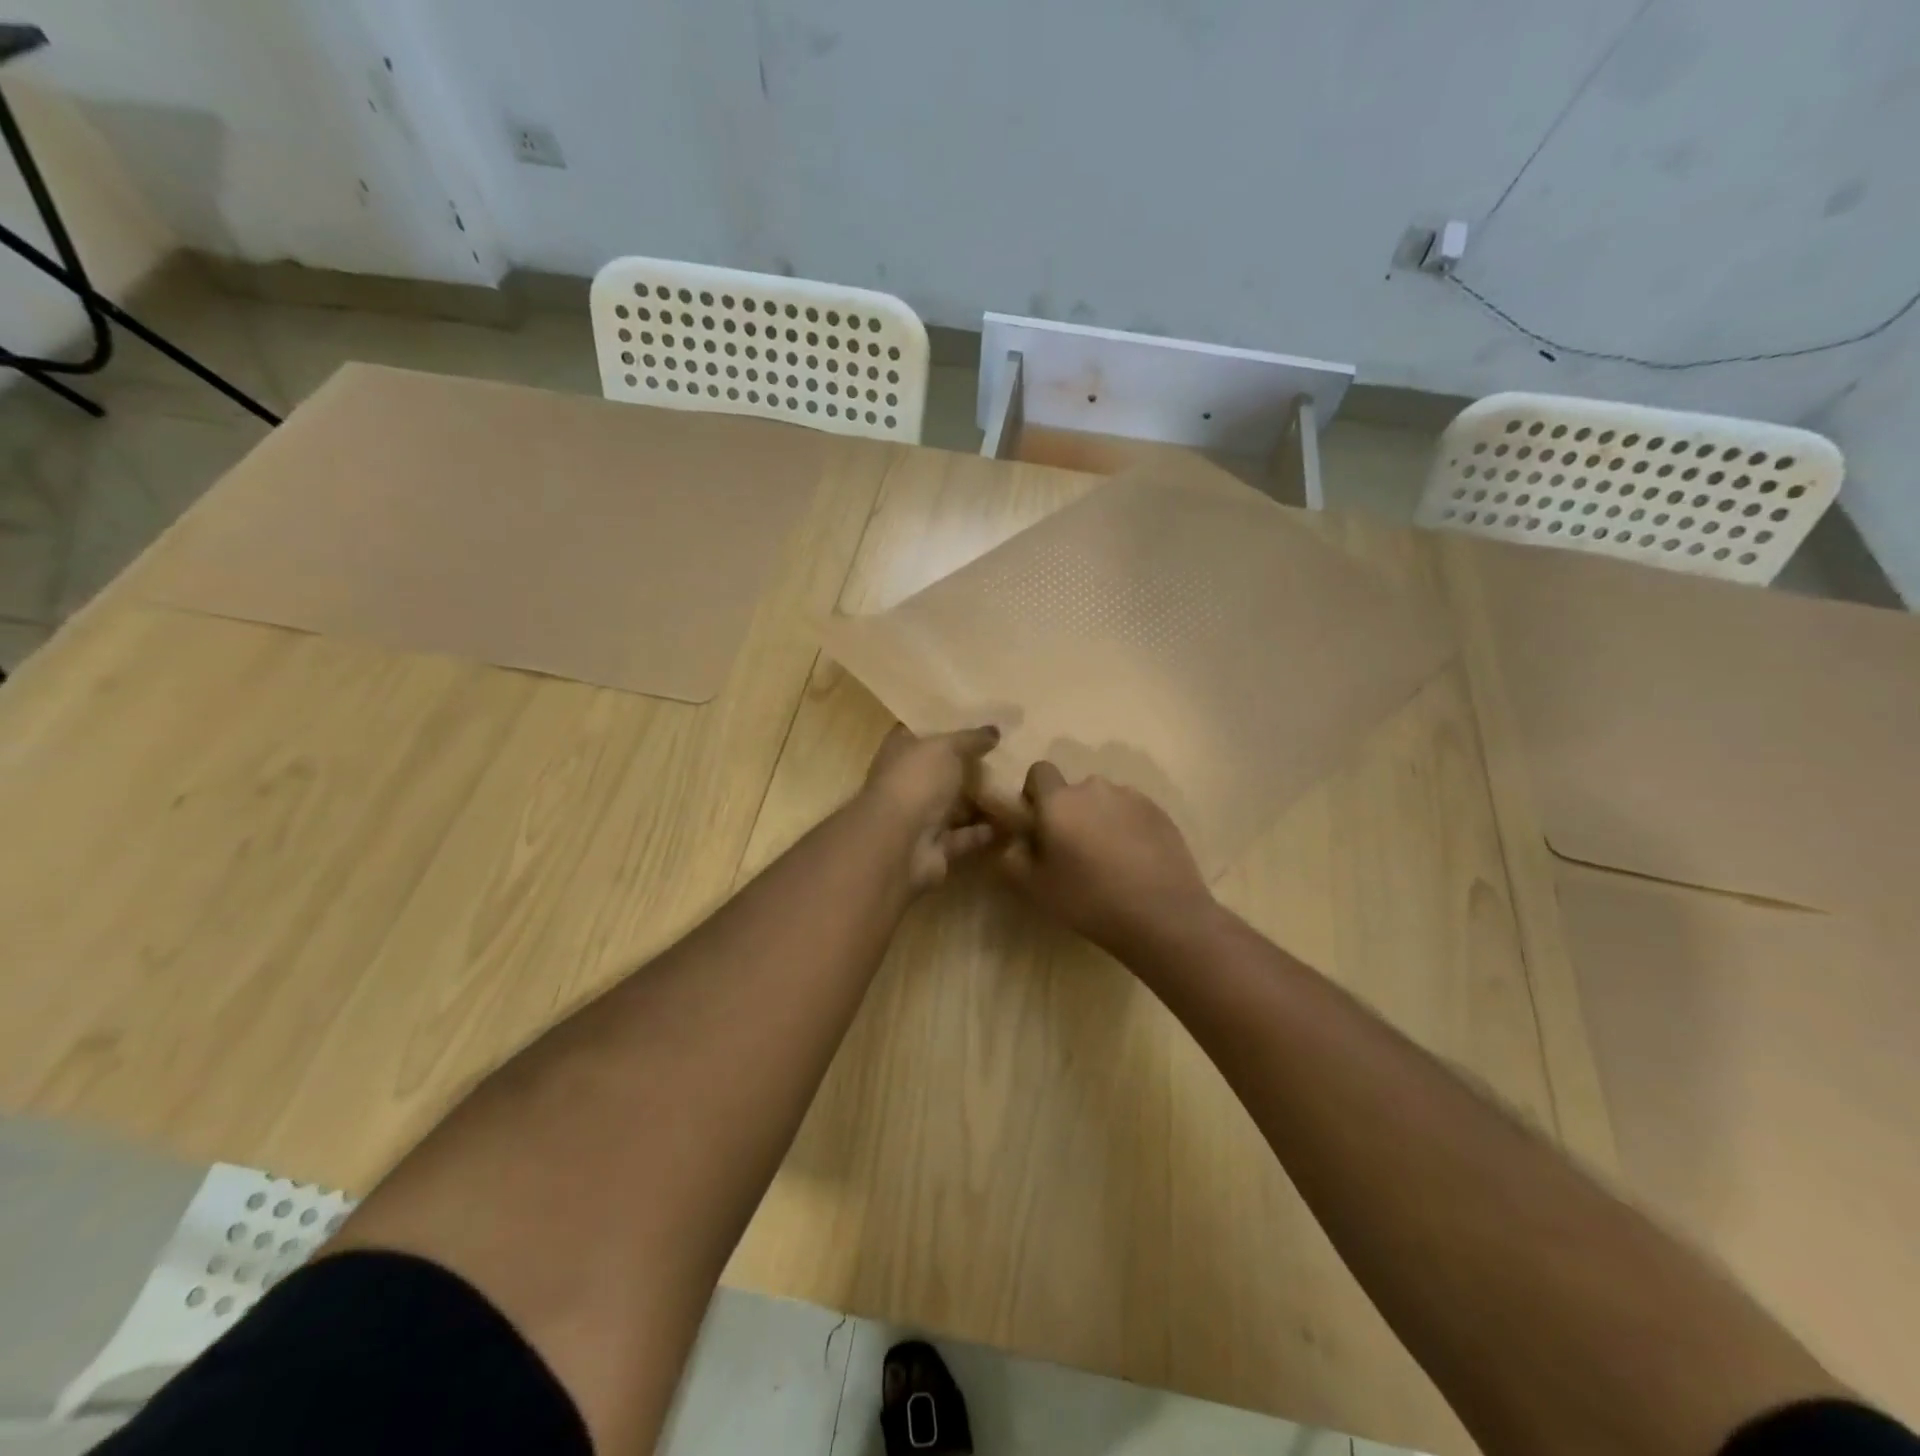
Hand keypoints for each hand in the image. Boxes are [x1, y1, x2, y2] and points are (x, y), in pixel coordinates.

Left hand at [862, 725, 1001, 892]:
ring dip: (978, 801)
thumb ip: (970, 739)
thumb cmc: (917, 782)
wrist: (900, 843)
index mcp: (900, 752)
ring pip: (952, 806)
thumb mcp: (946, 748)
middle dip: (967, 765)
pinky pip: (963, 837)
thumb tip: (993, 730)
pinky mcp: (934, 847)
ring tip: (1014, 788)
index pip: (920, 732)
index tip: (976, 721)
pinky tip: (1011, 823)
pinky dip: (983, 832)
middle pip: (939, 771)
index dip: (944, 726)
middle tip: (1005, 755)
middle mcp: (906, 783)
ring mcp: (918, 817)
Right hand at [997, 762, 1214, 953]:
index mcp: (1059, 800)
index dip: (1033, 794)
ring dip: (1098, 820)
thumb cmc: (1089, 900)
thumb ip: (1009, 857)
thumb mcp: (1034, 887)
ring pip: (1103, 801)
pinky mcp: (1159, 812)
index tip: (1038, 826)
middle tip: (1072, 853)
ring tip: (1107, 860)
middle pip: (1072, 790)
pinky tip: (1134, 863)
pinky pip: (1131, 812)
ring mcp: (1131, 797)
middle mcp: (1094, 788)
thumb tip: (1008, 839)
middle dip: (1068, 812)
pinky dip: (1126, 828)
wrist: (1163, 915)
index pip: (1038, 772)